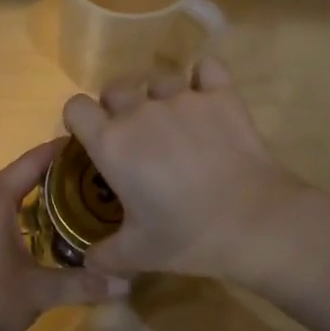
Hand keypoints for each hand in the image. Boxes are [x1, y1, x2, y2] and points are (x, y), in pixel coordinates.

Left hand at [0, 140, 130, 330]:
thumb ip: (84, 283)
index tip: (80, 142)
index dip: (54, 152)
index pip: (28, 165)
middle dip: (41, 174)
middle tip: (77, 177)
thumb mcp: (41, 292)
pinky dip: (4, 213)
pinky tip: (20, 231)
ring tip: (53, 202)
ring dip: (21, 195)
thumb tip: (126, 283)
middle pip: (10, 178)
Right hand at [61, 58, 307, 283]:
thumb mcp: (137, 254)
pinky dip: (204, 78)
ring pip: (159, 79)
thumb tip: (88, 262)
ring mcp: (183, 98)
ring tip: (175, 122)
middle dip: (118, 106)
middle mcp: (141, 111)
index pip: (76, 107)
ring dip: (159, 96)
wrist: (253, 222)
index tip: (92, 137)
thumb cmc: (186, 237)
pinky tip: (207, 96)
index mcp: (112, 143)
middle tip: (136, 136)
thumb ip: (104, 255)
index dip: (80, 119)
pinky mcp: (221, 95)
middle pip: (115, 88)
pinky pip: (207, 68)